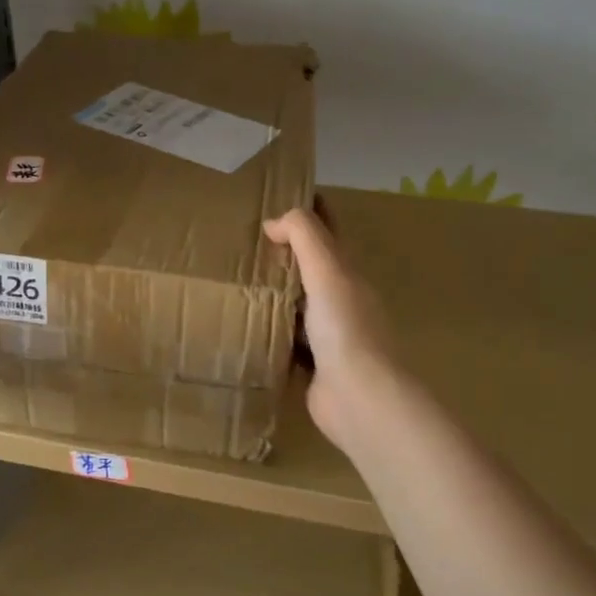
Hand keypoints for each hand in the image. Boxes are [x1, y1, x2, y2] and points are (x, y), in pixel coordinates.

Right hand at [262, 206, 402, 453]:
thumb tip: (274, 222)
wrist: (359, 398)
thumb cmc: (346, 328)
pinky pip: (286, 339)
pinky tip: (243, 325)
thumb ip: (304, 237)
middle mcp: (341, 302)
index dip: (310, 212)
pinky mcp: (312, 366)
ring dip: (275, 292)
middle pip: (311, 269)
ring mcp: (328, 336)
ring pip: (297, 305)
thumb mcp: (327, 271)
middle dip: (285, 253)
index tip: (277, 197)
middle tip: (245, 240)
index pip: (328, 233)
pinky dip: (269, 329)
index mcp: (348, 275)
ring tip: (236, 279)